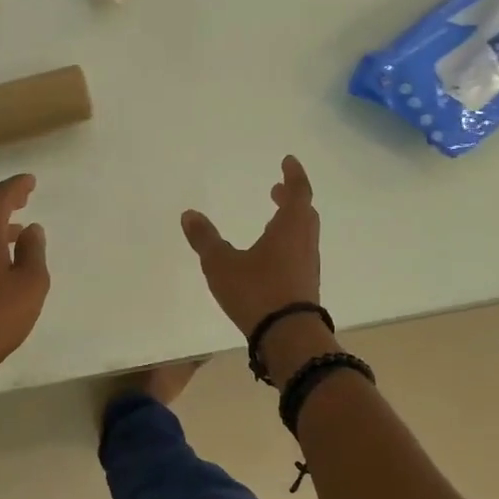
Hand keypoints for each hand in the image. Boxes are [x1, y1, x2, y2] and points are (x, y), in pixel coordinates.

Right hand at [180, 155, 321, 339]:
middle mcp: (304, 243)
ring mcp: (308, 267)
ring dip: (291, 222)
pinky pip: (300, 255)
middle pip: (304, 213)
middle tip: (276, 190)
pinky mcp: (306, 288)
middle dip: (291, 199)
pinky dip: (288, 244)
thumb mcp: (221, 264)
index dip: (294, 176)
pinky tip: (271, 257)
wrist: (288, 337)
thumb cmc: (256, 292)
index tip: (288, 161)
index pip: (298, 193)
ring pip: (304, 235)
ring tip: (272, 221)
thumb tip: (189, 214)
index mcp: (289, 228)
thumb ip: (205, 239)